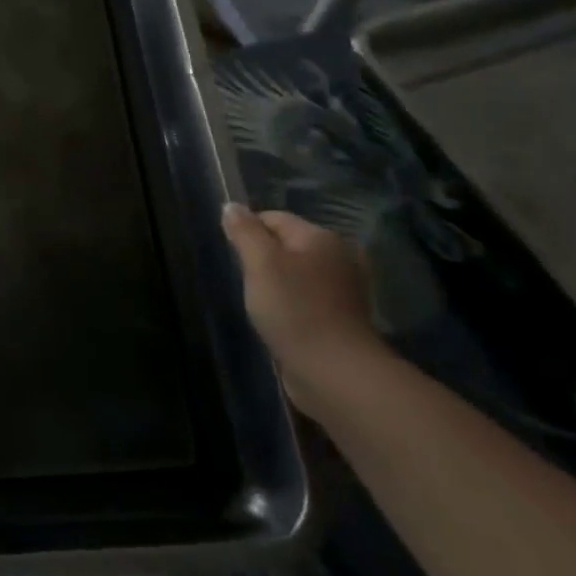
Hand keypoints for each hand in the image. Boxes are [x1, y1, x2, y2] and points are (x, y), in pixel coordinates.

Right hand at [221, 204, 386, 415]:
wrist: (334, 370)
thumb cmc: (293, 309)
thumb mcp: (260, 263)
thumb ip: (244, 232)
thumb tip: (231, 206)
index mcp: (321, 237)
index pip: (274, 218)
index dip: (247, 231)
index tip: (232, 255)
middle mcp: (338, 257)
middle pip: (287, 245)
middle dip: (262, 259)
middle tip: (245, 280)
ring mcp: (344, 289)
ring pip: (297, 274)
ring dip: (277, 284)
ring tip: (259, 303)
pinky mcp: (342, 318)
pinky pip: (307, 299)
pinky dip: (291, 305)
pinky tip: (279, 320)